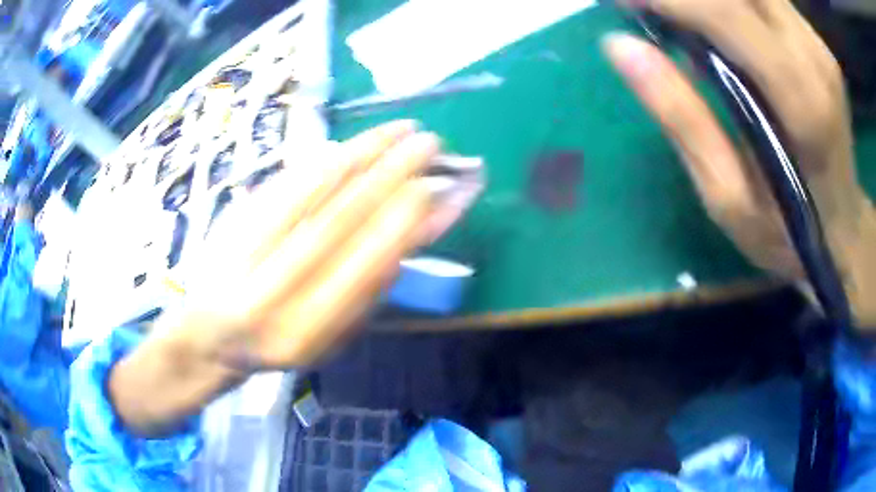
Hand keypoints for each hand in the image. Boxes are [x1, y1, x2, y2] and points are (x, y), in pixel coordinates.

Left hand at [110, 121, 481, 434]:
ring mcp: (247, 250)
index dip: (408, 219)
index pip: (367, 263)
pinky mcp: (233, 221)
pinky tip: (357, 142)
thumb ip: (371, 291)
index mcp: (307, 329)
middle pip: (342, 217)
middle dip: (394, 174)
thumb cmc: (279, 343)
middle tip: (433, 143)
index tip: (442, 187)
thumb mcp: (333, 338)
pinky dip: (327, 157)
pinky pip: (287, 181)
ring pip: (314, 190)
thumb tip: (417, 229)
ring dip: (365, 153)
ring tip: (403, 130)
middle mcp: (274, 290)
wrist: (208, 334)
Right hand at [603, 0, 875, 322]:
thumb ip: (681, 118)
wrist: (843, 230)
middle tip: (642, 6)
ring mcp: (817, 44)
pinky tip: (711, 17)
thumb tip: (620, 46)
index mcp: (801, 103)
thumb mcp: (728, 199)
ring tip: (671, 11)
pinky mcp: (815, 40)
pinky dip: (730, 0)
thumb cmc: (787, 232)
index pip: (724, 13)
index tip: (620, 2)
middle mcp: (813, 57)